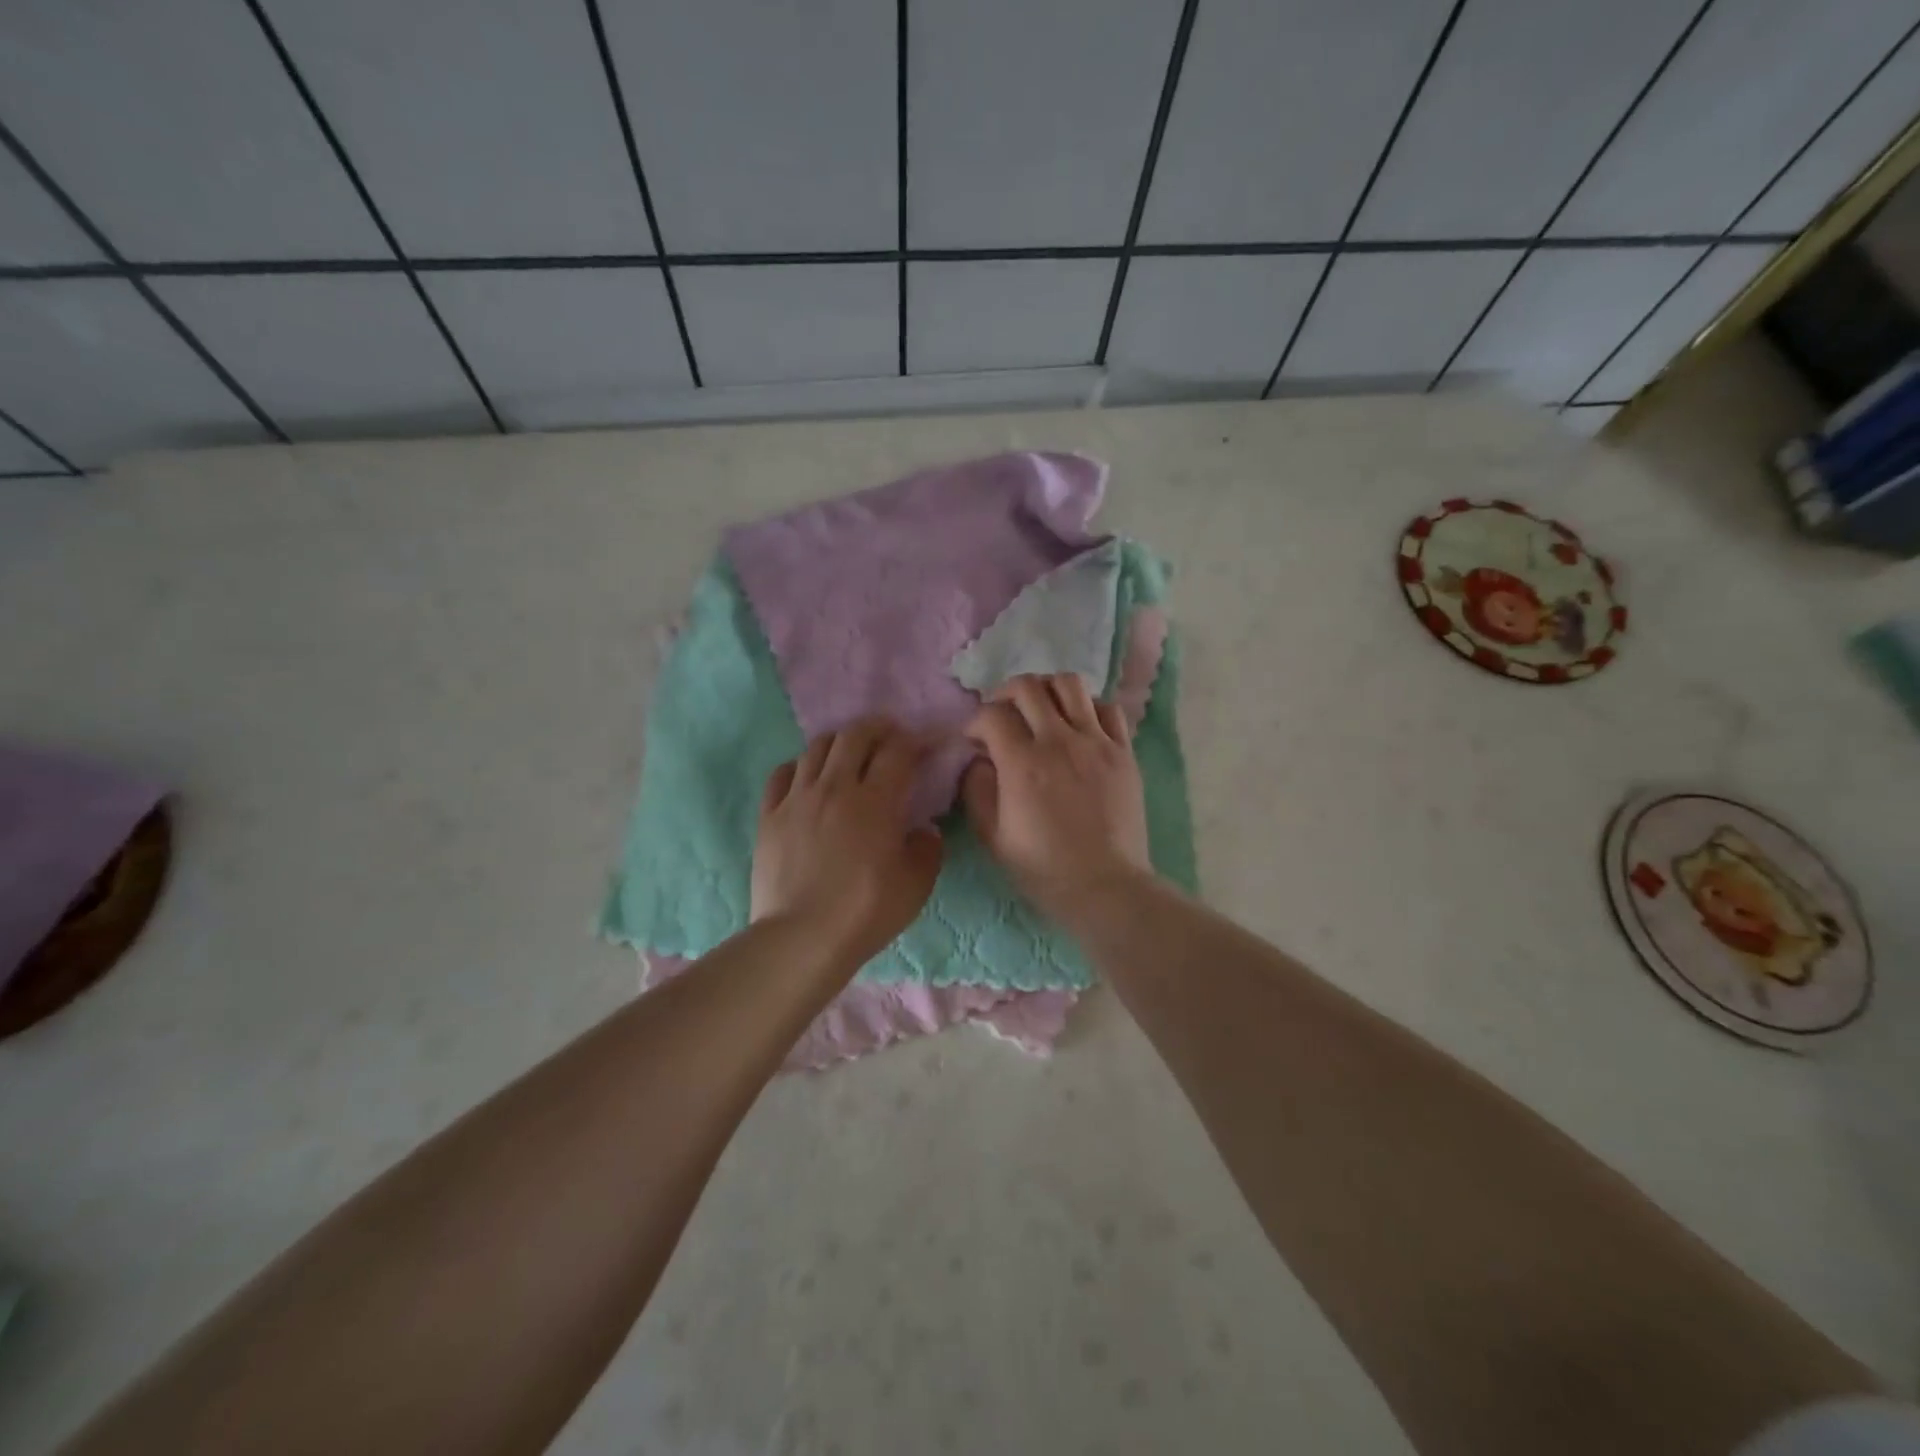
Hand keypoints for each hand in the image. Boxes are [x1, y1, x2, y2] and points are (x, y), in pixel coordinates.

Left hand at [752, 718, 943, 967]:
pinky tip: (807, 777)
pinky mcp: (769, 816)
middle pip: (854, 736)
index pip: (897, 751)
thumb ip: (927, 848)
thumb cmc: (866, 912)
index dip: (913, 741)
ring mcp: (797, 799)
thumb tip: (923, 830)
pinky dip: (799, 766)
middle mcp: (835, 787)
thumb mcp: (916, 884)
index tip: (922, 745)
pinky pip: (782, 774)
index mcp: (876, 801)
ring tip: (848, 754)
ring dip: (839, 743)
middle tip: (887, 735)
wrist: (802, 938)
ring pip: (816, 748)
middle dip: (876, 728)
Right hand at [962, 673, 1151, 923]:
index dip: (975, 722)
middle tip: (1002, 715)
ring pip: (1069, 685)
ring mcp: (1096, 743)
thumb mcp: (993, 837)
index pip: (992, 714)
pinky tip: (1079, 726)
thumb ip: (977, 790)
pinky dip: (1087, 707)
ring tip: (1041, 710)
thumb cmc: (1044, 869)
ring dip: (1047, 690)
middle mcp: (1059, 741)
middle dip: (1005, 694)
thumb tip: (978, 760)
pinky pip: (1107, 708)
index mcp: (1022, 764)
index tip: (974, 740)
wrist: (1105, 886)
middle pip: (1028, 687)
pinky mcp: (1124, 752)